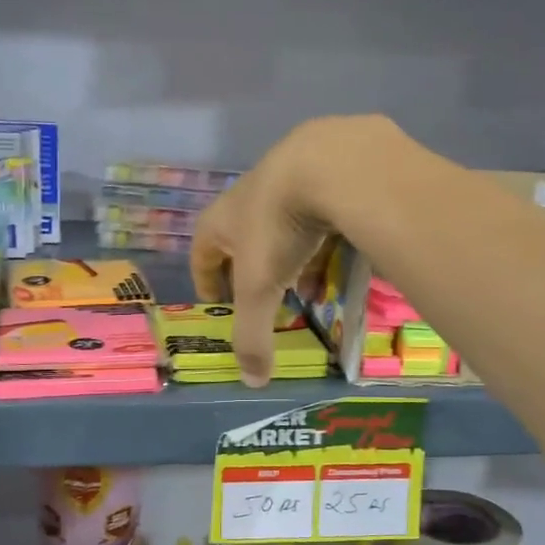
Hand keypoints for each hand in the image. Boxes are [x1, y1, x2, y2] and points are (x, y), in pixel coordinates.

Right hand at [190, 115, 394, 385]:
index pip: (202, 252)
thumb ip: (254, 335)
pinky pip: (319, 207)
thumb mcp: (260, 288)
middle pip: (243, 238)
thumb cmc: (279, 227)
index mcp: (222, 219)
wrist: (332, 162)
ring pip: (284, 223)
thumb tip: (251, 381)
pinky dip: (324, 232)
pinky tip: (342, 247)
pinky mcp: (327, 166)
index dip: (206, 280)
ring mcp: (290, 174)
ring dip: (291, 253)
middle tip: (268, 297)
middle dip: (253, 270)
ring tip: (310, 280)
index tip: (216, 303)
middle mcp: (250, 194)